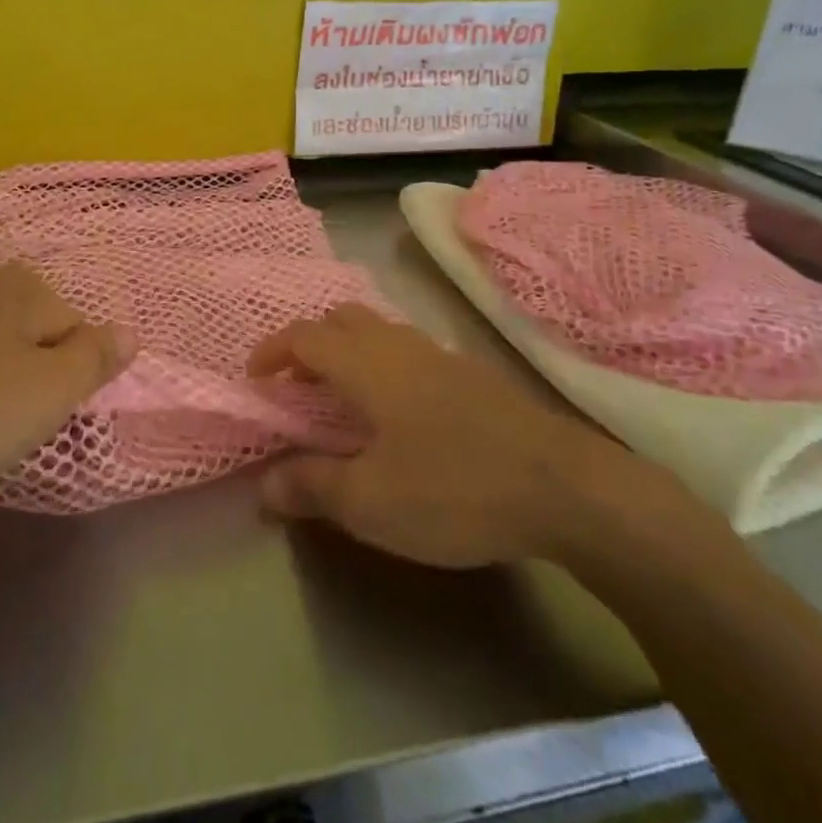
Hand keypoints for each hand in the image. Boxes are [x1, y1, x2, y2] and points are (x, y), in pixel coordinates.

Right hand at [249, 303, 655, 568]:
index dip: (272, 351)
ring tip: (343, 400)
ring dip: (349, 352)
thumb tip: (263, 486)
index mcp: (366, 365)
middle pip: (342, 319)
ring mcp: (440, 357)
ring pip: (379, 331)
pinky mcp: (472, 376)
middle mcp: (399, 346)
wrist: (566, 488)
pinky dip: (384, 365)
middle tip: (298, 387)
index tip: (255, 380)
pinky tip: (399, 414)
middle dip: (310, 343)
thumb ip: (311, 488)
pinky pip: (409, 351)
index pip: (303, 337)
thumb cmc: (453, 489)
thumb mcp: (370, 503)